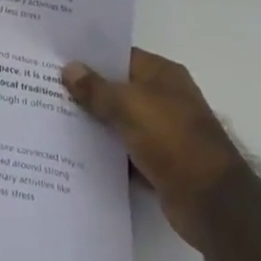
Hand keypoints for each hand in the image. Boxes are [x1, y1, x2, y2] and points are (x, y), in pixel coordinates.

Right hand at [62, 48, 243, 247]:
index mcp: (162, 74)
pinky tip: (76, 152)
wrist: (213, 204)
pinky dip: (107, 153)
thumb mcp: (129, 106)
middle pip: (118, 88)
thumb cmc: (173, 140)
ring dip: (95, 123)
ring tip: (53, 118)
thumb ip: (96, 89)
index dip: (90, 57)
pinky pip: (125, 151)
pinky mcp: (160, 163)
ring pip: (120, 121)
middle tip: (46, 87)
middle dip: (87, 91)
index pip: (120, 56)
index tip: (57, 58)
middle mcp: (164, 98)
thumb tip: (69, 69)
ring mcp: (163, 132)